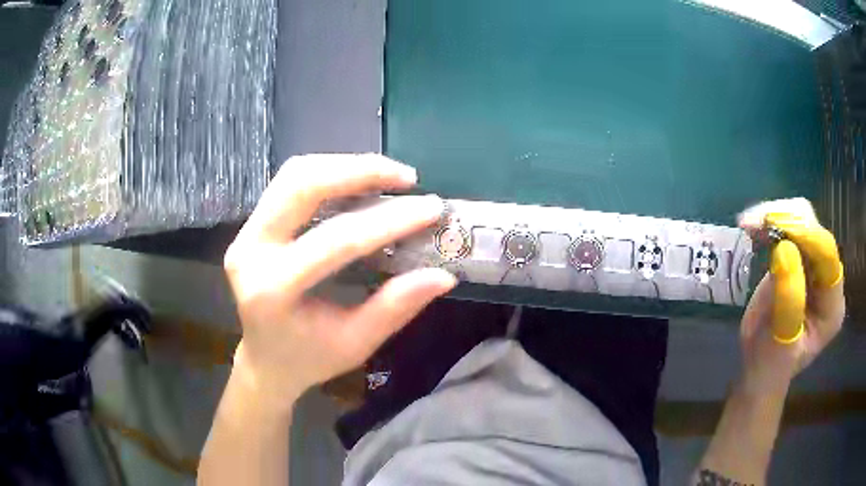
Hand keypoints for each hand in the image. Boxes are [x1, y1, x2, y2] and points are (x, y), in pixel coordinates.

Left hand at [223, 154, 456, 408]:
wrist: (264, 360)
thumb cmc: (309, 359)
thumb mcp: (355, 343)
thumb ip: (394, 307)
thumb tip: (443, 276)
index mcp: (273, 290)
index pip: (336, 241)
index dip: (388, 220)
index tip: (432, 208)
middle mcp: (250, 251)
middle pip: (303, 185)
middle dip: (360, 171)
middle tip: (407, 178)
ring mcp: (245, 232)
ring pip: (295, 175)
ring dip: (345, 166)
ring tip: (388, 176)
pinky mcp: (251, 224)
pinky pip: (290, 182)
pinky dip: (330, 174)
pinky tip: (359, 183)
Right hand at [737, 198, 844, 395]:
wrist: (759, 370)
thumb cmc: (770, 366)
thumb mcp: (779, 344)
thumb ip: (788, 301)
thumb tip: (783, 249)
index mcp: (832, 305)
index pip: (827, 257)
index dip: (806, 236)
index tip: (775, 225)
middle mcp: (827, 278)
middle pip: (815, 230)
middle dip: (788, 220)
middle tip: (756, 222)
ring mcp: (813, 266)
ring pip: (801, 220)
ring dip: (776, 216)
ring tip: (748, 224)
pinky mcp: (797, 258)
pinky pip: (787, 227)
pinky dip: (769, 223)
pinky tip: (751, 228)